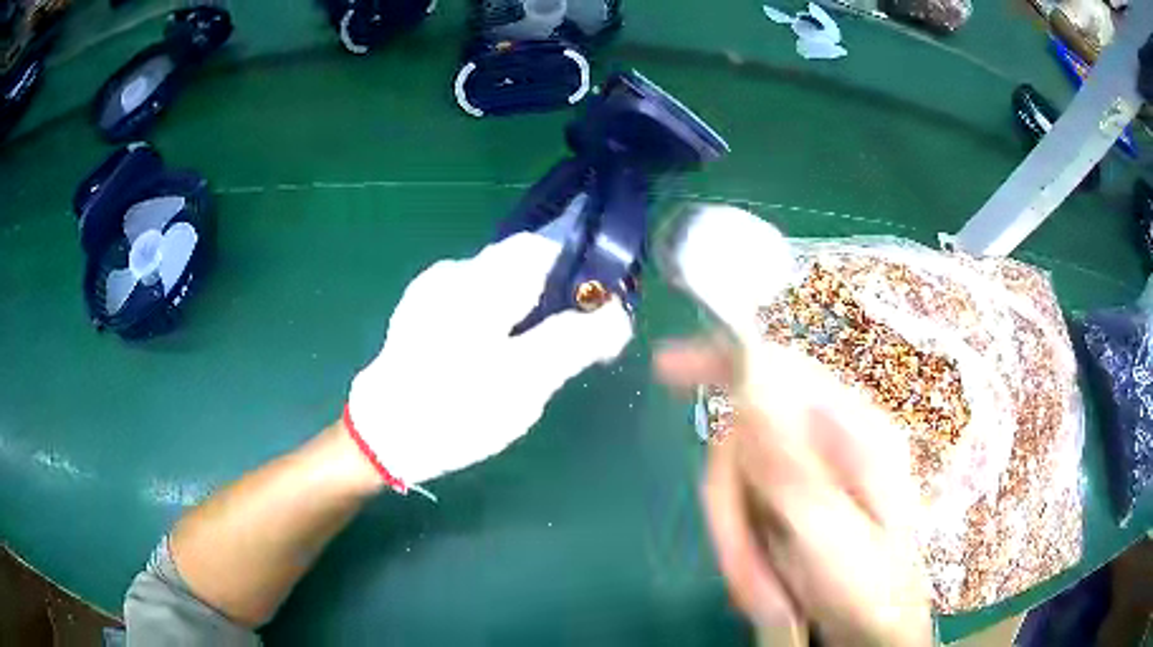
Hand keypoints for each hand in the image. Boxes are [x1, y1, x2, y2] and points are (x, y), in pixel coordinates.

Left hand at [346, 233, 632, 492]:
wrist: (382, 438)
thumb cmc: (453, 411)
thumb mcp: (524, 382)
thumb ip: (574, 341)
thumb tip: (617, 313)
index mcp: (480, 281)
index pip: (544, 246)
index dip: (580, 270)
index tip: (600, 309)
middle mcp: (455, 273)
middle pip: (523, 267)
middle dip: (555, 298)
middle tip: (571, 346)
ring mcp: (434, 293)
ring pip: (501, 287)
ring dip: (528, 312)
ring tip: (533, 359)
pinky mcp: (423, 315)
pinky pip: (477, 305)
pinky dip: (500, 322)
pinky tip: (495, 360)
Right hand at [656, 340, 931, 646]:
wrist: (875, 632)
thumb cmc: (869, 590)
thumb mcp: (830, 537)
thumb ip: (792, 466)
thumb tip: (753, 384)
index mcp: (857, 434)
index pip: (784, 371)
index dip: (724, 361)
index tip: (665, 368)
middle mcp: (833, 443)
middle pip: (748, 437)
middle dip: (731, 501)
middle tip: (737, 559)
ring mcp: (812, 474)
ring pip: (740, 479)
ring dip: (734, 535)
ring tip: (758, 586)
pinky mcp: (795, 504)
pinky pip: (744, 508)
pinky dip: (740, 546)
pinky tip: (762, 577)